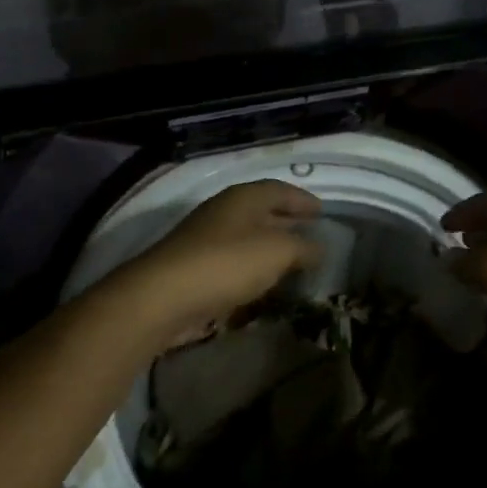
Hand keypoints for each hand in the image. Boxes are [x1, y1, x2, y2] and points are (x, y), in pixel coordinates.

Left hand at [95, 180, 321, 351]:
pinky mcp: (195, 266)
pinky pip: (234, 260)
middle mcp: (224, 211)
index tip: (322, 212)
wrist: (164, 297)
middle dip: (288, 221)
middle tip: (311, 233)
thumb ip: (303, 248)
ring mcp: (206, 238)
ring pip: (247, 236)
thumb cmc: (228, 263)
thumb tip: (320, 248)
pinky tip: (264, 281)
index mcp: (244, 197)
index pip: (280, 190)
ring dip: (270, 245)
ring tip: (293, 260)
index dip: (303, 200)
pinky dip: (253, 266)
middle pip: (262, 210)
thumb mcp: (278, 252)